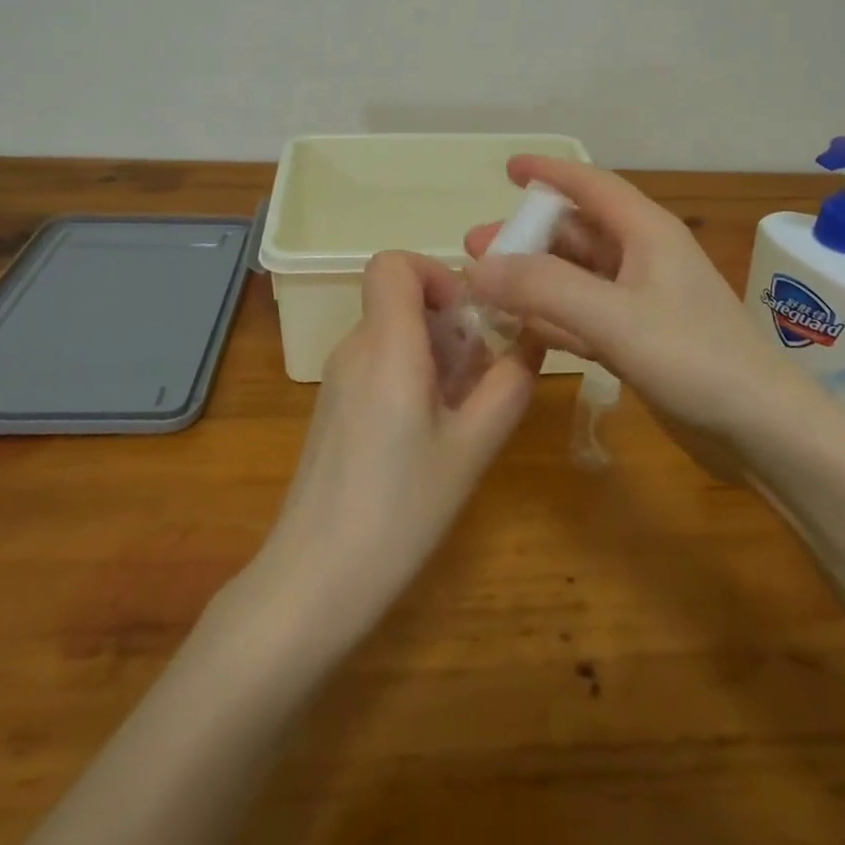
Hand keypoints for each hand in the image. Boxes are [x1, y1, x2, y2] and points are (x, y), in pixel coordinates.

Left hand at [251, 251, 536, 643]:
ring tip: (460, 412)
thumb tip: (531, 340)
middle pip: (399, 299)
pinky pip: (378, 365)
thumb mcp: (472, 448)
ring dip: (435, 353)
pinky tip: (429, 435)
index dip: (435, 273)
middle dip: (449, 322)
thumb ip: (508, 386)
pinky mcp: (333, 408)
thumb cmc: (400, 510)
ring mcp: (338, 379)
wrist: (313, 581)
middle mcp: (355, 349)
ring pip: (392, 333)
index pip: (393, 263)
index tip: (469, 317)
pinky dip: (411, 376)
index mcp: (386, 345)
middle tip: (480, 376)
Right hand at [465, 156, 806, 444]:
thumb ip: (545, 288)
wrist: (762, 432)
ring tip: (485, 286)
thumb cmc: (694, 359)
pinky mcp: (639, 340)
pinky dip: (551, 317)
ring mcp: (641, 302)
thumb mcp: (614, 318)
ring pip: (576, 276)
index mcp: (646, 233)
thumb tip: (481, 266)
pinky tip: (519, 328)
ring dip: (533, 278)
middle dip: (526, 236)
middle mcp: (643, 258)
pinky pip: (583, 315)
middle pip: (575, 233)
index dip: (549, 172)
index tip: (508, 168)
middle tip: (475, 247)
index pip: (591, 185)